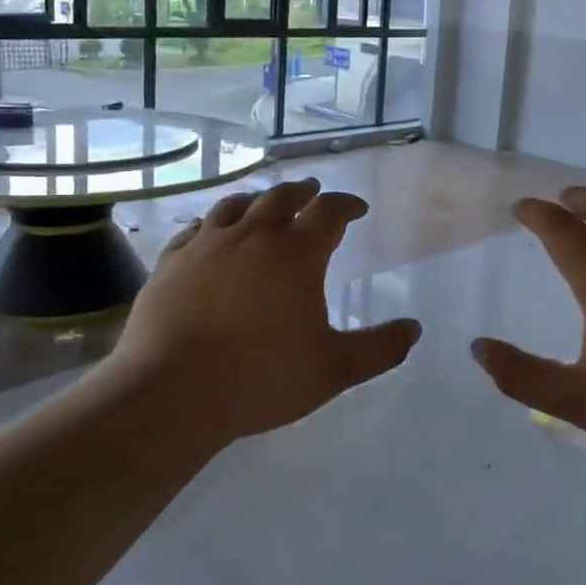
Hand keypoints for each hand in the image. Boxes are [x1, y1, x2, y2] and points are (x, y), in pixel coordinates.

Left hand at [110, 178, 422, 446]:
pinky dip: (212, 222)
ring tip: (265, 203)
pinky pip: (195, 229)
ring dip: (257, 199)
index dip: (346, 204)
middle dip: (303, 192)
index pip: (329, 211)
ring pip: (236, 205)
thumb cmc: (261, 378)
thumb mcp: (333, 370)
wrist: (172, 393)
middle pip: (281, 197)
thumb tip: (414, 330)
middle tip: (312, 191)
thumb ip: (379, 349)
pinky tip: (211, 230)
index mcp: (296, 254)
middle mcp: (252, 235)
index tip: (357, 208)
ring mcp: (206, 244)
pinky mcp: (171, 261)